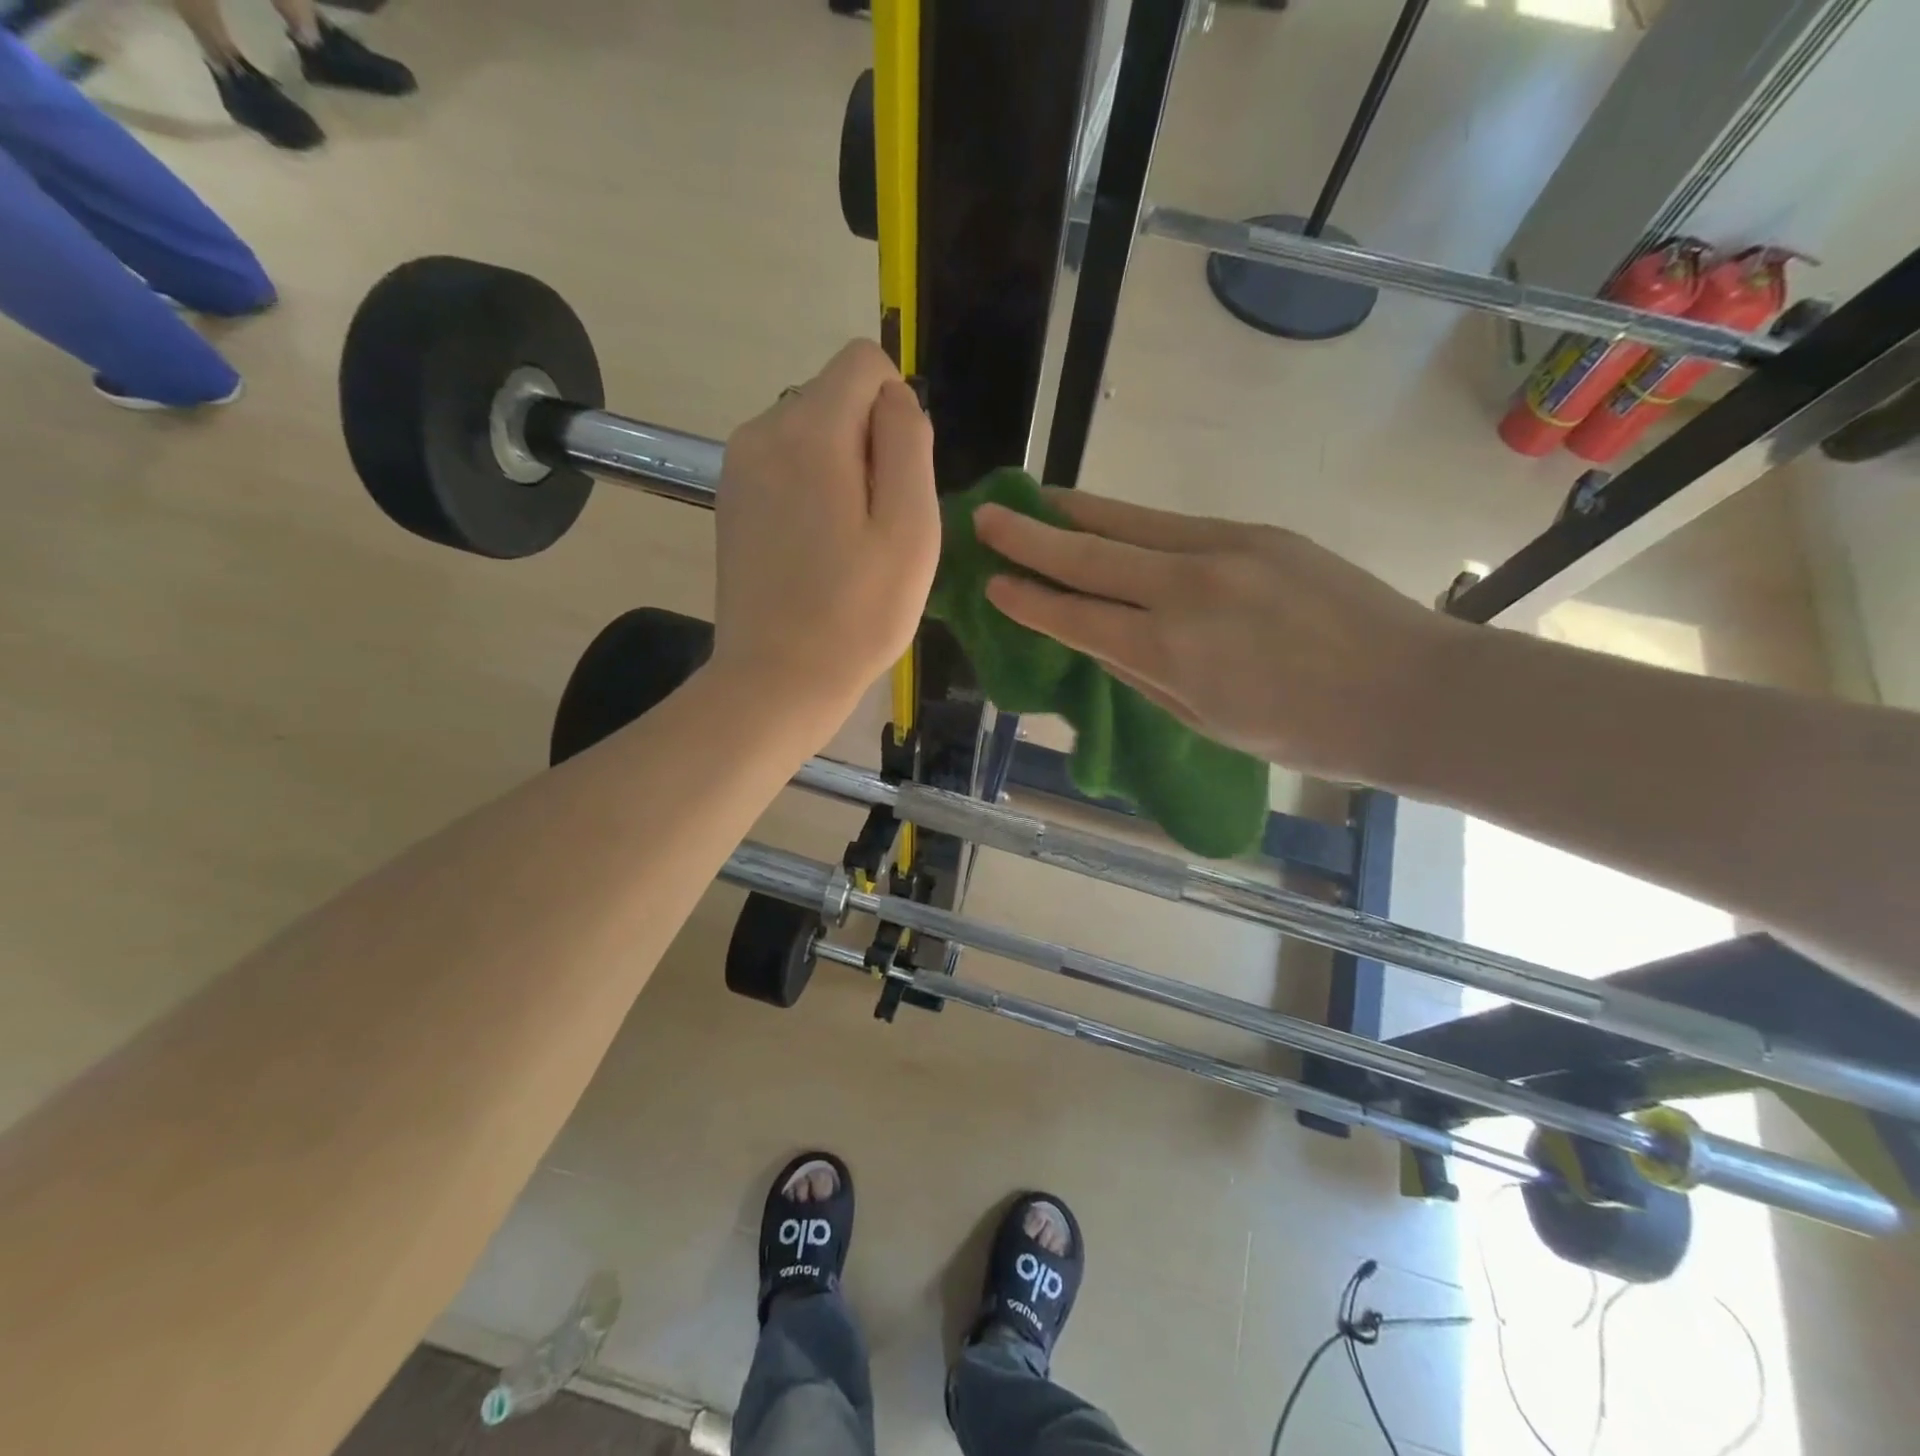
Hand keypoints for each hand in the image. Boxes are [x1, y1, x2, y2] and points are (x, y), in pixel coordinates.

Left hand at [712, 341, 939, 738]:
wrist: (777, 680)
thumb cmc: (857, 613)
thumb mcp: (911, 528)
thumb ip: (908, 443)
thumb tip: (895, 398)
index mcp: (809, 430)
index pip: (863, 362)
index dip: (897, 410)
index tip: (900, 480)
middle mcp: (762, 431)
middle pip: (835, 398)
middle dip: (869, 443)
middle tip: (877, 525)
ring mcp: (737, 467)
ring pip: (810, 433)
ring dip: (842, 470)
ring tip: (847, 543)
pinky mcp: (730, 500)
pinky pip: (785, 466)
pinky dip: (811, 491)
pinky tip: (817, 549)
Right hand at [975, 490, 1464, 782]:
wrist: (1411, 690)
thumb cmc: (1304, 732)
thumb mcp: (1207, 722)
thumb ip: (1144, 676)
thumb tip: (1100, 640)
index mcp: (1171, 652)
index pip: (1077, 616)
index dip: (1028, 599)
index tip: (991, 583)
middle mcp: (1187, 588)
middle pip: (1090, 553)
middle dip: (1029, 536)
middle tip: (985, 517)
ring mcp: (1225, 549)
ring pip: (1128, 522)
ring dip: (1074, 512)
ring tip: (1034, 501)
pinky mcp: (1256, 531)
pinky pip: (1173, 522)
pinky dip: (1128, 521)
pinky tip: (1108, 519)